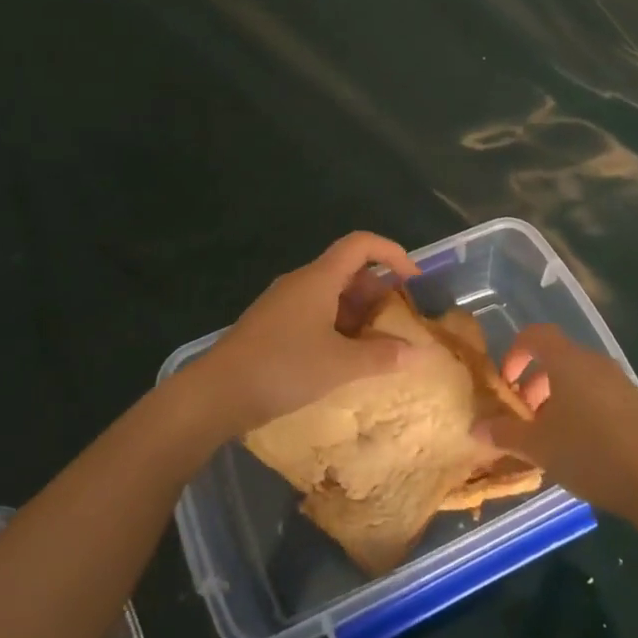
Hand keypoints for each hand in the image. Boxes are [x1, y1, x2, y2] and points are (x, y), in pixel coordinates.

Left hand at [194, 232, 420, 437]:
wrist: (216, 393)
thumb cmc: (282, 368)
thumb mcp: (339, 366)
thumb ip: (382, 357)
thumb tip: (420, 354)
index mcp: (318, 278)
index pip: (361, 244)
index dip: (392, 253)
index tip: (413, 280)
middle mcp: (301, 282)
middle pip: (348, 270)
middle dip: (378, 292)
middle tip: (400, 322)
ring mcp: (283, 303)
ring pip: (331, 295)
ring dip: (358, 313)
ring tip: (378, 345)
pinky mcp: (272, 325)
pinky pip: (314, 313)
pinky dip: (337, 327)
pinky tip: (343, 358)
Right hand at [475, 325, 637, 521]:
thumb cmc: (589, 454)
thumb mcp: (539, 447)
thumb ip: (505, 433)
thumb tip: (477, 427)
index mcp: (568, 361)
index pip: (536, 335)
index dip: (515, 352)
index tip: (506, 383)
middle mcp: (595, 362)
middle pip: (557, 357)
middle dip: (535, 382)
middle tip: (525, 416)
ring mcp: (620, 381)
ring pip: (579, 377)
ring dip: (558, 397)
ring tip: (551, 434)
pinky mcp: (637, 403)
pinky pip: (600, 393)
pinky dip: (583, 407)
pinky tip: (582, 445)